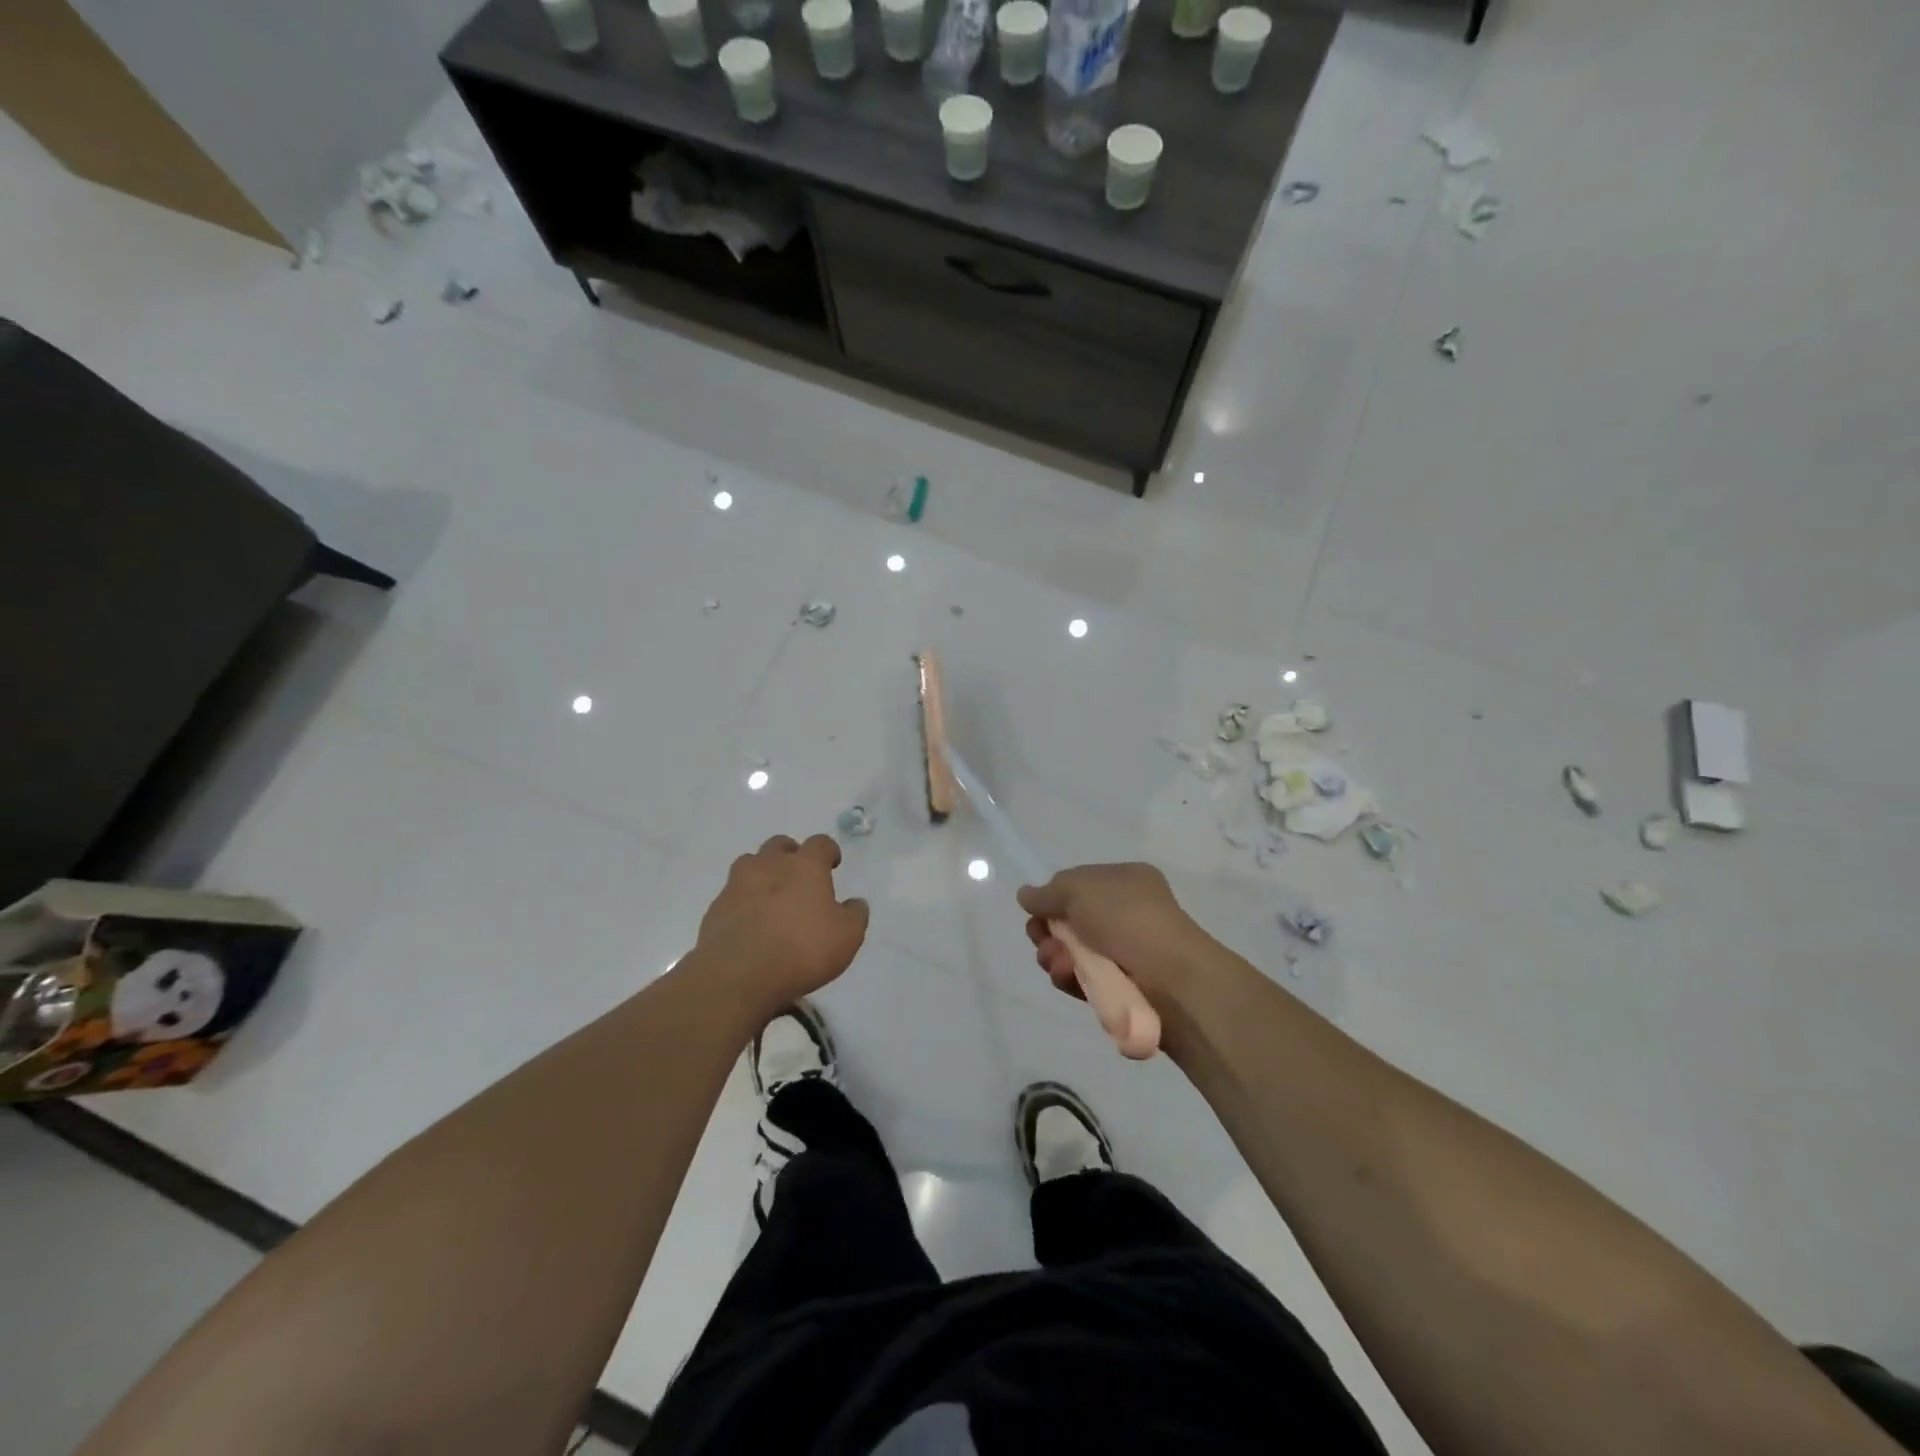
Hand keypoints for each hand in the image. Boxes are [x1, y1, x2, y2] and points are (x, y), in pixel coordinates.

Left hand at [692, 834, 868, 1015]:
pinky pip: (732, 895)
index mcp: (805, 867)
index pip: (820, 843)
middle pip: (779, 845)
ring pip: (750, 864)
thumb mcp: (847, 937)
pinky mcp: (715, 909)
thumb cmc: (801, 950)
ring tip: (771, 897)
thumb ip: (855, 915)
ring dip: (762, 873)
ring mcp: (737, 885)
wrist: (737, 975)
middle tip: (799, 876)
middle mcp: (770, 866)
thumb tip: (855, 903)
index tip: (832, 863)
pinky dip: (743, 902)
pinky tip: (750, 924)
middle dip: (791, 854)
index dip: (828, 850)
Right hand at [1018, 863, 1213, 1005]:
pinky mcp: (1121, 988)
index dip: (1053, 898)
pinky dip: (1070, 978)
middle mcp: (1125, 914)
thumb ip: (1046, 892)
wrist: (1170, 978)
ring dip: (1055, 957)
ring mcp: (1125, 952)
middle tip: (1042, 939)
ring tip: (1057, 963)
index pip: (1078, 886)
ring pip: (1072, 954)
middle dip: (1048, 932)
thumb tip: (1025, 895)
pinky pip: (1084, 981)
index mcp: (1125, 882)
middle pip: (1070, 922)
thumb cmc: (1126, 918)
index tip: (1036, 911)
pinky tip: (1066, 977)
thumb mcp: (1079, 888)